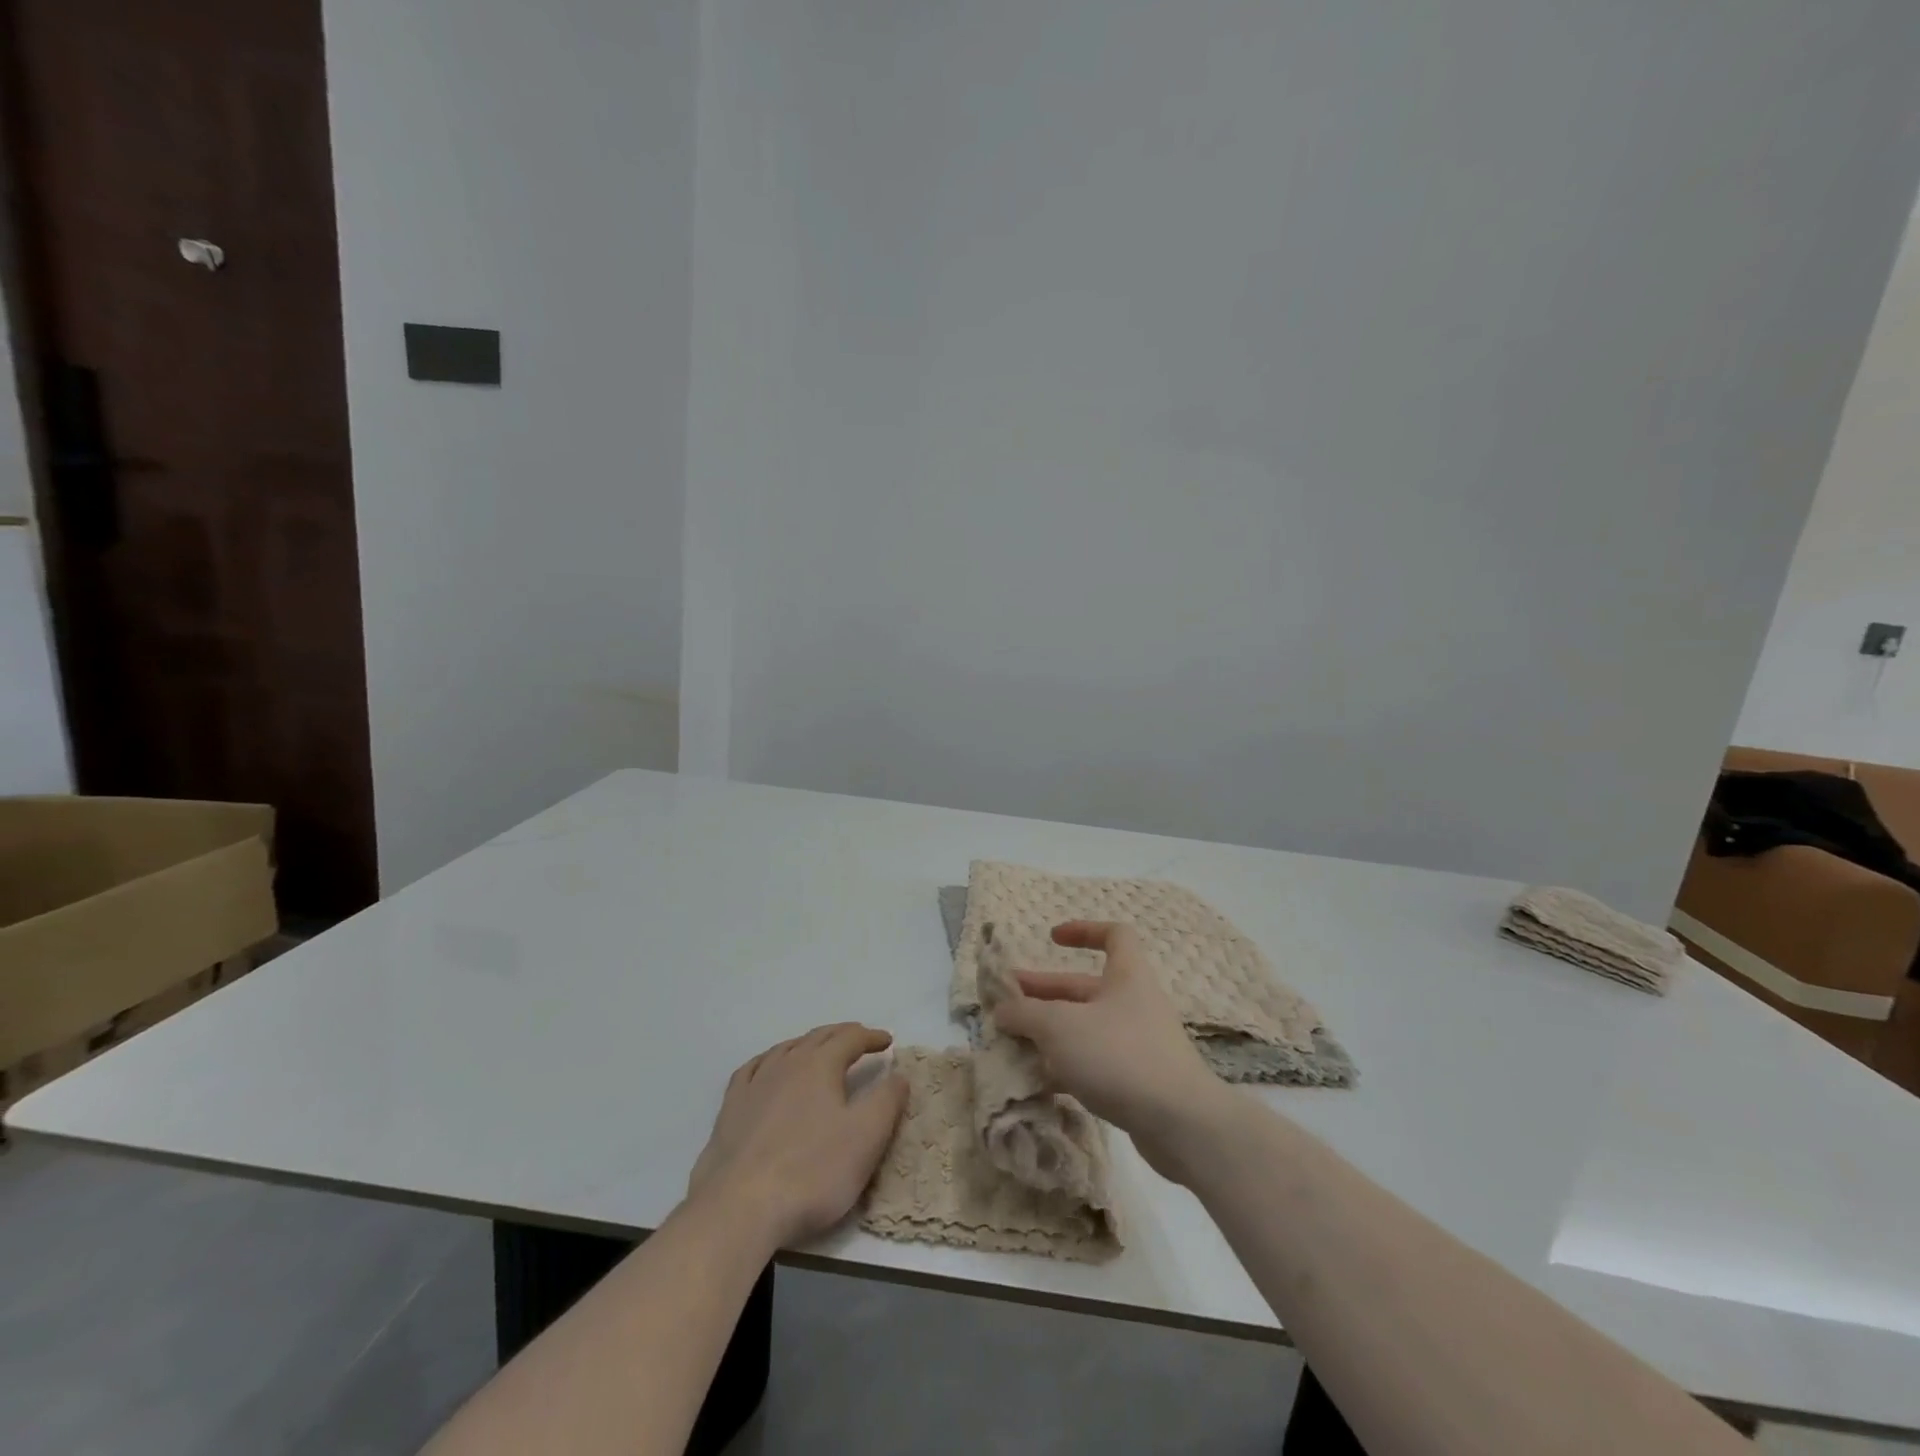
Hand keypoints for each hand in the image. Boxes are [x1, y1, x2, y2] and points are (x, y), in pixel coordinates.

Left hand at [686, 1024, 908, 1250]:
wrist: (740, 1208)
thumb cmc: (812, 1171)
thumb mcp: (866, 1138)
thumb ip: (887, 1101)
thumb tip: (899, 1074)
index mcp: (820, 1065)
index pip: (850, 1038)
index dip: (871, 1037)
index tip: (887, 1041)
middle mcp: (786, 1064)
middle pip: (818, 1037)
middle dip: (843, 1035)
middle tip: (860, 1040)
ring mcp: (754, 1084)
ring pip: (785, 1049)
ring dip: (808, 1044)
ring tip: (819, 1050)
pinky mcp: (730, 1109)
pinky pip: (752, 1069)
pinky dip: (770, 1061)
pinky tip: (769, 1069)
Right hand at [991, 921, 1228, 1181]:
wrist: (1181, 1125)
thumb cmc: (1119, 1055)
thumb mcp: (1060, 1026)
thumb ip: (1025, 1014)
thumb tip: (1001, 1010)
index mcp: (1127, 976)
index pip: (1114, 935)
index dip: (1083, 930)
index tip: (1052, 939)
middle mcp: (1135, 1004)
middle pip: (1085, 988)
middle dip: (1044, 993)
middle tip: (1005, 1003)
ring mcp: (1138, 1044)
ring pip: (1086, 1028)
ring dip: (1050, 1033)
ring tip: (1013, 1045)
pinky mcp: (1137, 1082)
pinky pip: (1095, 1063)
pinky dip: (1066, 1066)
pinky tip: (1039, 1081)